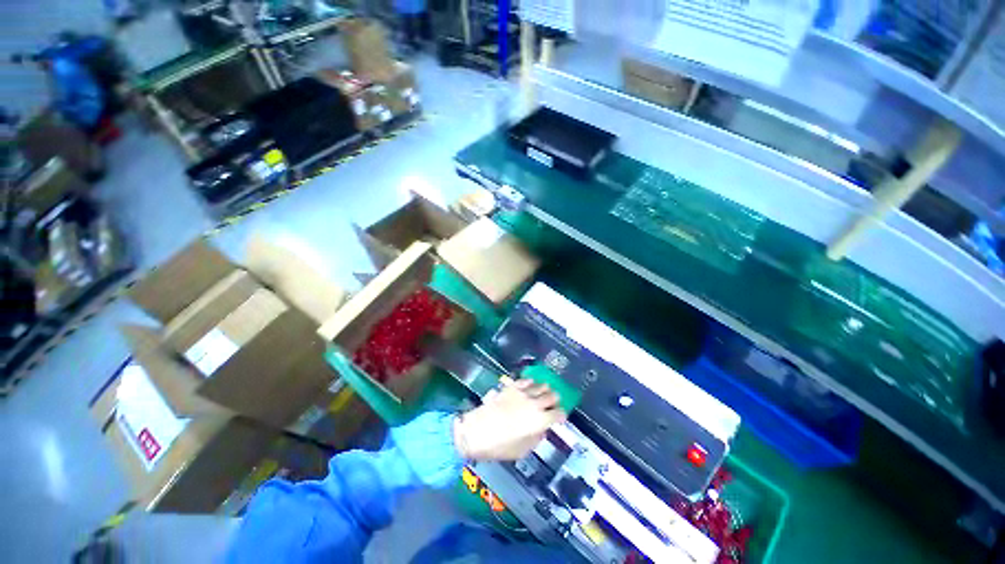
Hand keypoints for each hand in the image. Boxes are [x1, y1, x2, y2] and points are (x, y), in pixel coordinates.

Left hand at [453, 379, 567, 460]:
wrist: (477, 431)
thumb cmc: (500, 446)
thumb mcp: (522, 451)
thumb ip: (536, 439)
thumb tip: (541, 431)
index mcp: (540, 421)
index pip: (559, 414)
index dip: (561, 416)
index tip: (560, 418)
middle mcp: (535, 403)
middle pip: (552, 396)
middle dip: (555, 400)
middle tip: (552, 404)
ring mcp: (523, 393)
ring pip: (541, 385)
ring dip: (545, 390)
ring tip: (543, 393)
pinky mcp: (512, 387)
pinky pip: (526, 380)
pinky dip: (531, 383)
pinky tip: (530, 385)